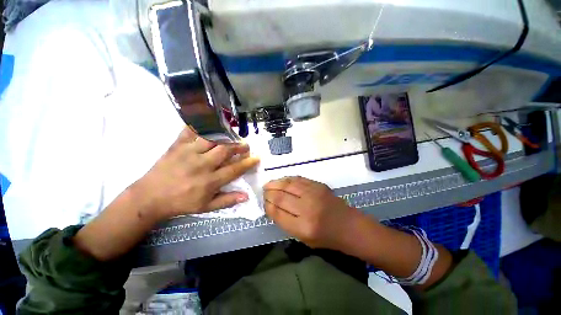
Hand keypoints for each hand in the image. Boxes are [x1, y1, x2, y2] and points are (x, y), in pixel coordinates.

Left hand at [131, 126, 259, 221]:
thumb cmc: (181, 203)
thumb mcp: (206, 207)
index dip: (248, 163)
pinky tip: (207, 121)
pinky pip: (189, 131)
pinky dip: (199, 124)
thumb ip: (227, 200)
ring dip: (225, 136)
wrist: (149, 197)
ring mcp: (189, 153)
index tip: (256, 158)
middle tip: (245, 145)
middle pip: (225, 150)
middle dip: (239, 146)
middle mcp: (202, 165)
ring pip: (211, 139)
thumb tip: (246, 196)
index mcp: (209, 181)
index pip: (234, 169)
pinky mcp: (177, 146)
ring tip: (231, 136)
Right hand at [264, 176, 362, 250]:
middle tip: (263, 192)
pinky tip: (281, 181)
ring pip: (288, 184)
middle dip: (269, 193)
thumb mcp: (303, 239)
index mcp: (303, 227)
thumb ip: (286, 223)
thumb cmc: (326, 237)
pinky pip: (298, 179)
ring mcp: (314, 193)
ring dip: (275, 183)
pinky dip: (287, 179)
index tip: (263, 203)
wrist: (349, 226)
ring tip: (268, 185)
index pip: (278, 213)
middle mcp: (307, 208)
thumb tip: (272, 207)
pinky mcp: (318, 185)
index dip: (267, 206)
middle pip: (281, 197)